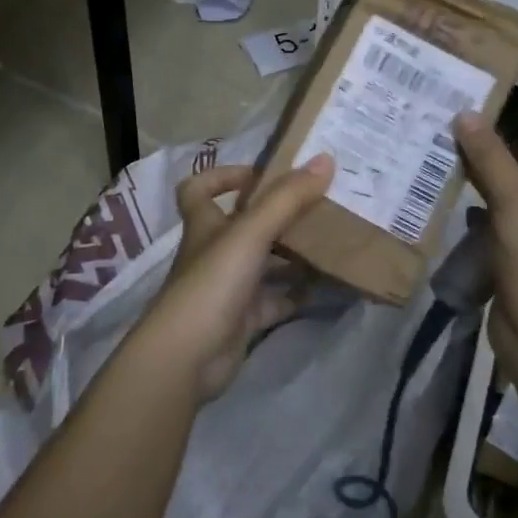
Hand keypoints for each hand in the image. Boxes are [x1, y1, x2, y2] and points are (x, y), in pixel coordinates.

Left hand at [143, 156, 334, 402]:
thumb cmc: (212, 282)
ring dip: (293, 253)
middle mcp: (215, 251)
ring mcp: (229, 287)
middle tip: (318, 204)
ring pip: (264, 262)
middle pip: (243, 225)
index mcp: (205, 224)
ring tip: (332, 241)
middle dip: (277, 215)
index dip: (223, 176)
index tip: (260, 175)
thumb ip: (287, 198)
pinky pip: (276, 300)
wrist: (186, 358)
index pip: (199, 189)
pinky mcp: (243, 319)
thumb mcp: (251, 233)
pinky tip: (327, 286)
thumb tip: (325, 158)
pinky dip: (298, 293)